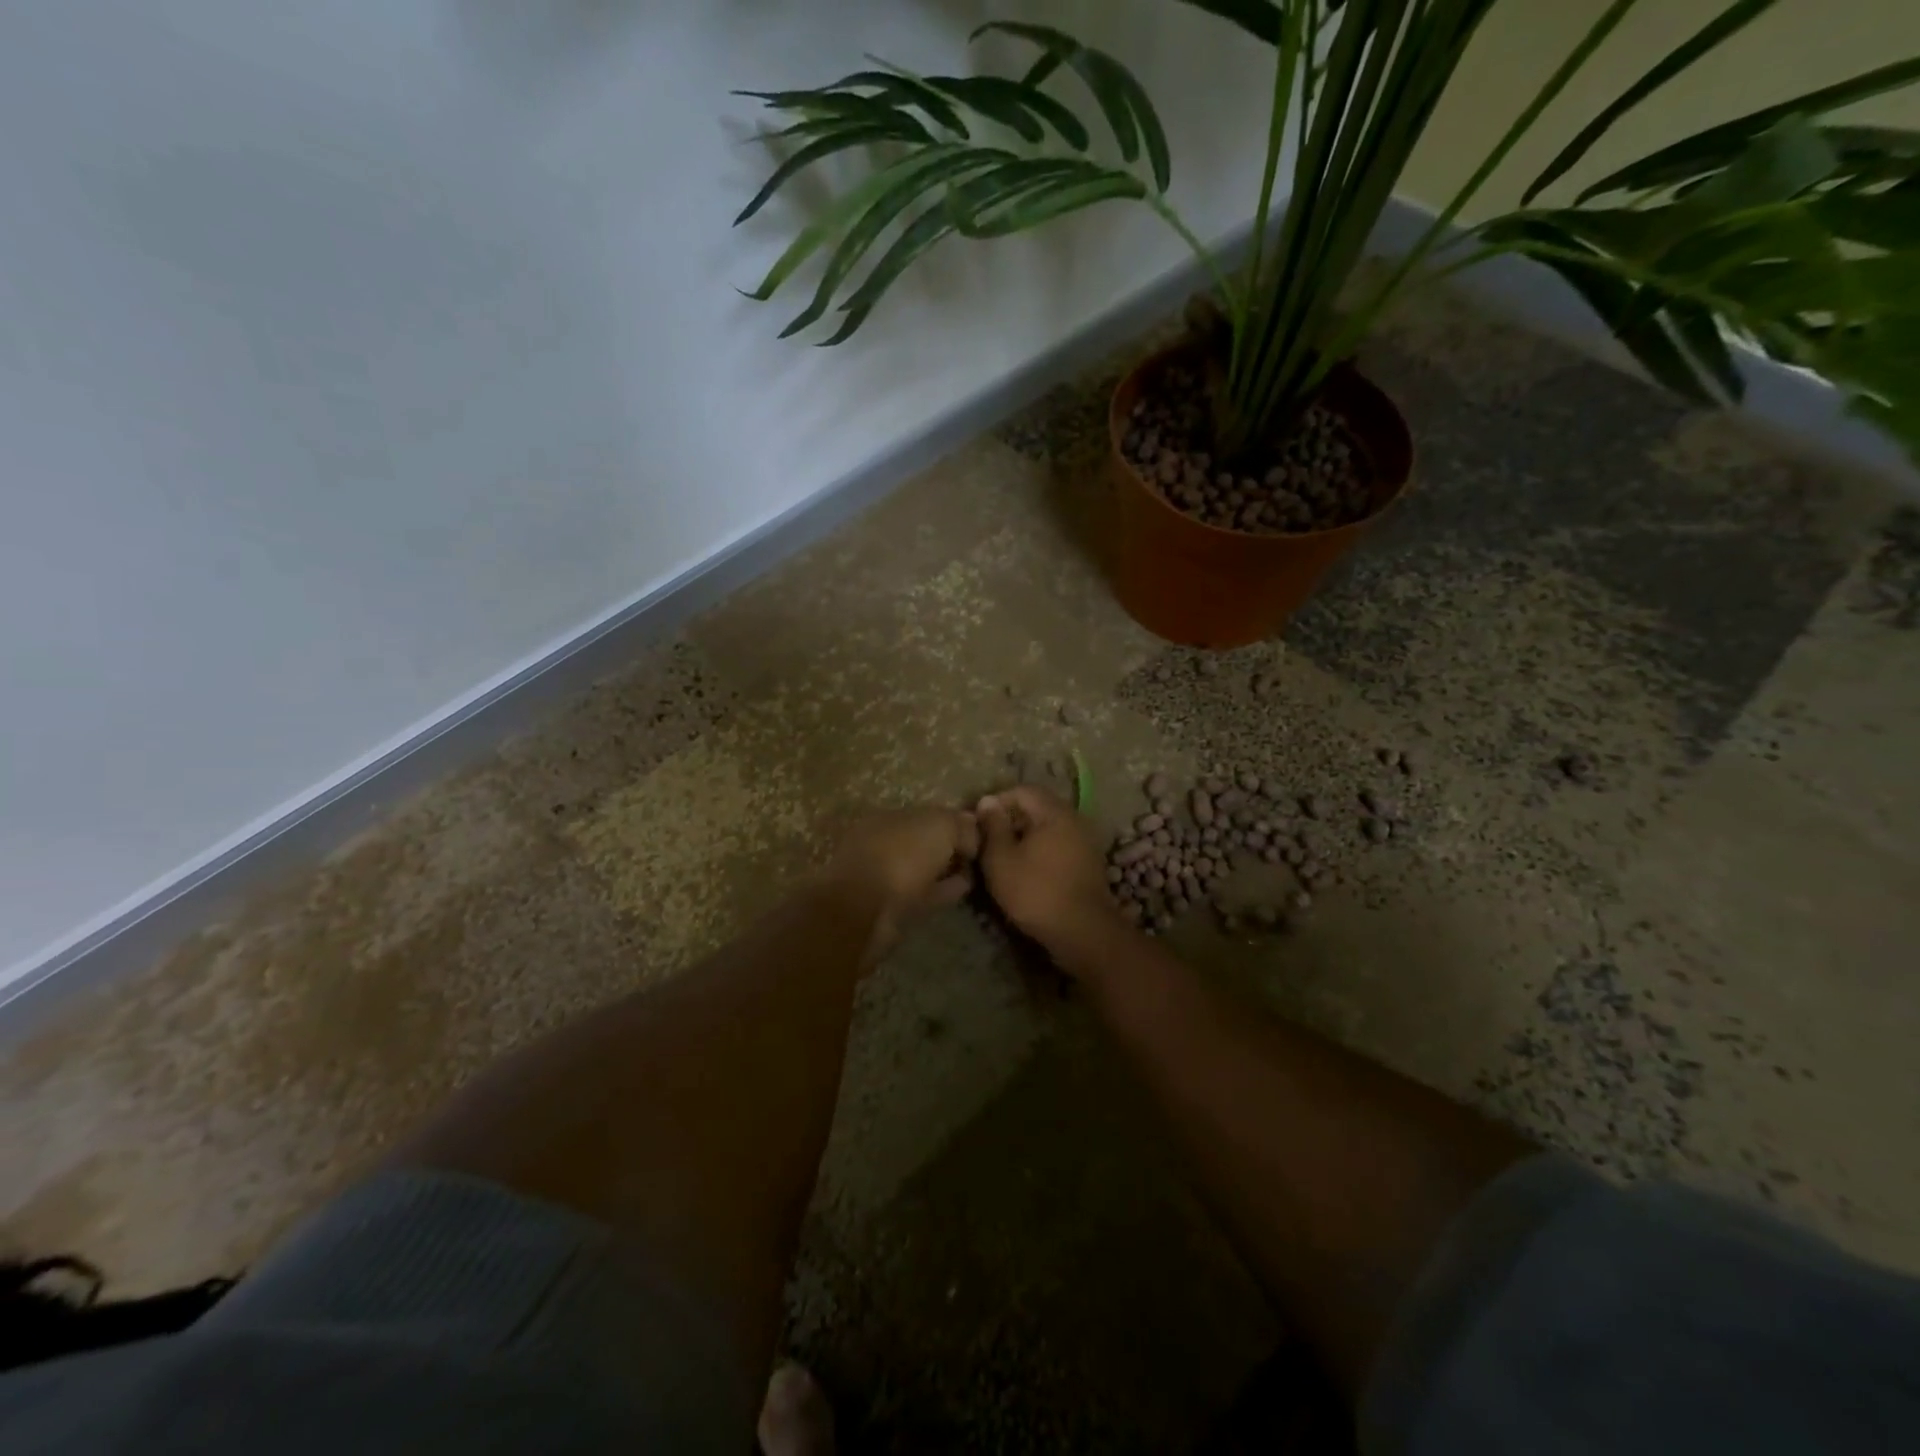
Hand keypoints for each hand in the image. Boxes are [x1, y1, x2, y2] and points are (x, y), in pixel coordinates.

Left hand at [822, 808, 979, 967]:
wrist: (863, 912)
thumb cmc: (900, 858)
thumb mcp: (939, 826)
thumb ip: (961, 825)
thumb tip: (974, 832)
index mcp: (889, 817)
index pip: (929, 814)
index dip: (957, 820)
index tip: (983, 830)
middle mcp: (885, 843)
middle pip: (926, 840)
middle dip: (951, 845)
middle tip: (982, 853)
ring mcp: (887, 876)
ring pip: (926, 868)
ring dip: (948, 868)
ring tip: (975, 871)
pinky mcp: (892, 907)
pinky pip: (926, 892)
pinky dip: (945, 889)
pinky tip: (964, 888)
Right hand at [974, 786, 1125, 968]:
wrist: (1083, 931)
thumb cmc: (1035, 891)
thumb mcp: (1001, 859)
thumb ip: (993, 827)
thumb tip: (987, 801)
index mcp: (1054, 812)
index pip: (1023, 790)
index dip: (998, 801)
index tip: (979, 822)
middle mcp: (1075, 819)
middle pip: (1038, 808)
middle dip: (1011, 820)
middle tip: (989, 841)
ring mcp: (1086, 842)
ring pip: (1049, 829)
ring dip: (1026, 838)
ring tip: (1005, 858)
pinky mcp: (1090, 864)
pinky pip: (1060, 846)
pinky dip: (1042, 852)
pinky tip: (1028, 872)